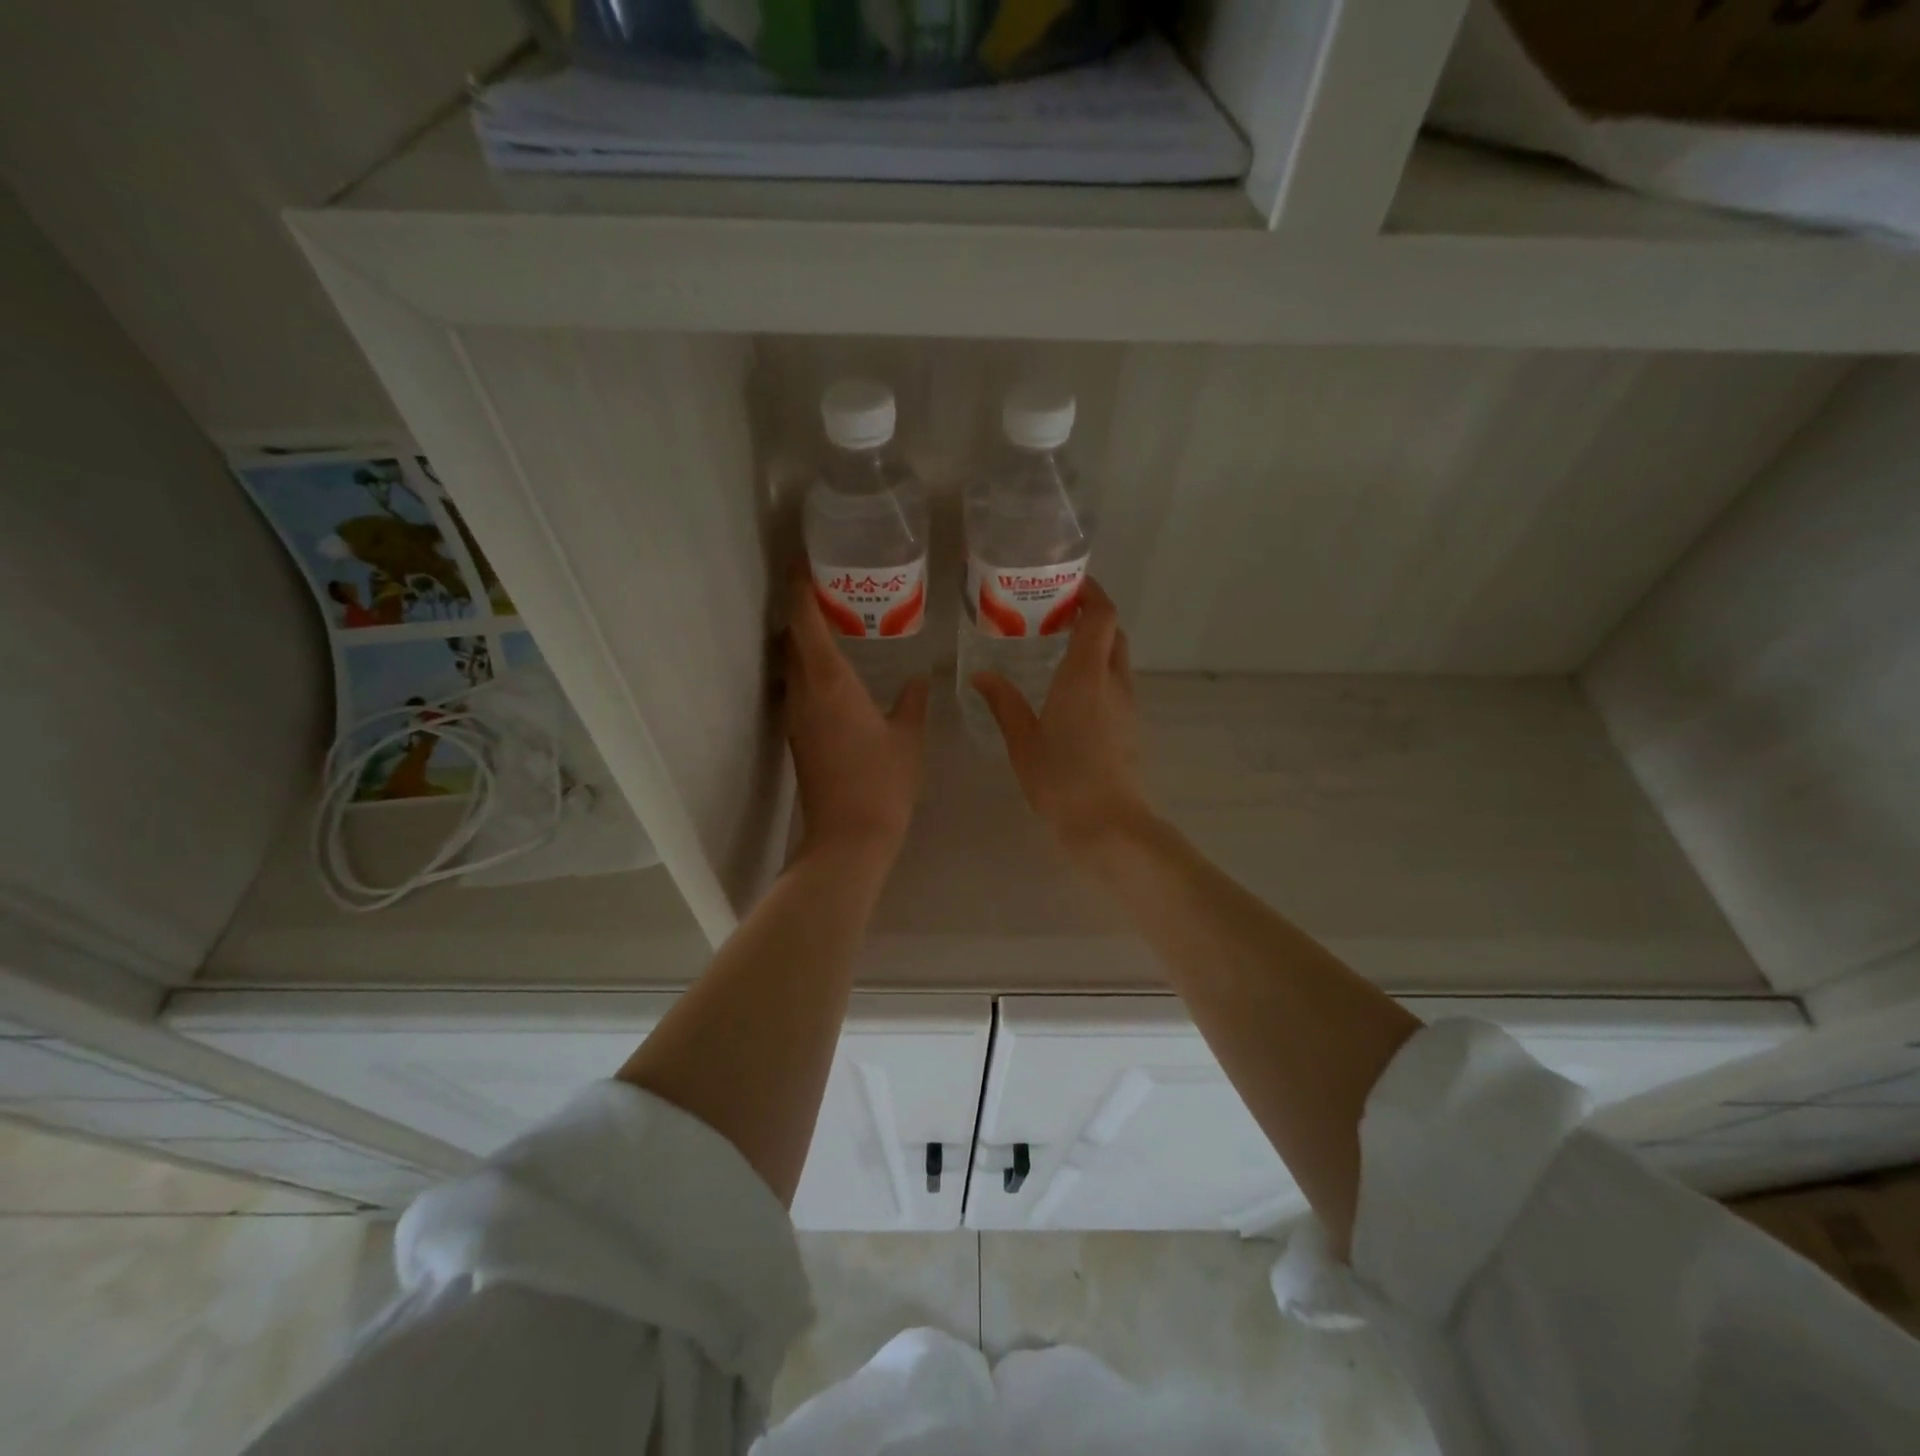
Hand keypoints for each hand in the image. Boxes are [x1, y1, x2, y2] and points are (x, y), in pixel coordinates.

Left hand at [784, 565, 928, 861]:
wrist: (848, 837)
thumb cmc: (883, 782)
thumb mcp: (908, 738)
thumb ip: (912, 702)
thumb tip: (917, 678)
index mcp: (830, 682)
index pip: (804, 621)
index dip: (799, 587)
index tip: (803, 561)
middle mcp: (804, 692)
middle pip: (792, 638)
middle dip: (803, 609)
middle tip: (830, 587)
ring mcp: (796, 716)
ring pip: (792, 663)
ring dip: (804, 639)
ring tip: (835, 622)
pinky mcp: (798, 736)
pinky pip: (799, 686)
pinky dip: (810, 667)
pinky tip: (837, 671)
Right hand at [971, 579, 1155, 860]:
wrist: (1108, 824)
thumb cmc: (1061, 778)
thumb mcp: (1022, 740)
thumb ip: (1003, 702)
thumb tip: (981, 675)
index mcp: (1086, 674)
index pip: (1102, 614)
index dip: (1091, 592)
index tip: (1067, 584)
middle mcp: (1113, 681)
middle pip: (1113, 632)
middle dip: (1091, 616)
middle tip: (1055, 617)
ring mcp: (1128, 705)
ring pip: (1117, 660)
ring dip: (1096, 647)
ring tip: (1058, 653)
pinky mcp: (1132, 727)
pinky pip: (1117, 686)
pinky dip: (1099, 675)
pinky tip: (1071, 695)